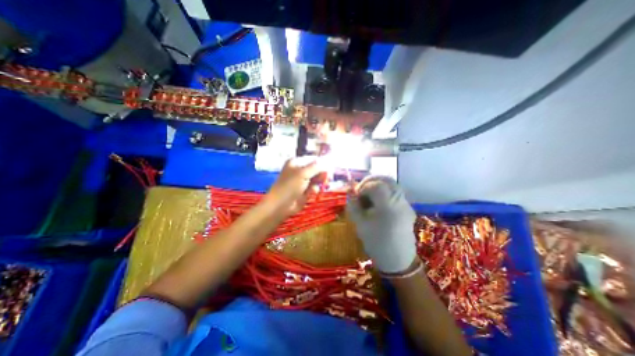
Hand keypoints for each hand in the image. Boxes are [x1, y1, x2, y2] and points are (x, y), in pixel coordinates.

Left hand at [262, 159, 323, 219]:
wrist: (281, 205)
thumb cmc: (289, 186)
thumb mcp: (302, 174)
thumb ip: (316, 167)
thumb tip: (327, 161)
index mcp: (296, 162)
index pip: (313, 159)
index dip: (322, 163)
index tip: (330, 167)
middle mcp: (300, 170)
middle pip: (316, 169)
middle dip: (322, 173)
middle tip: (329, 177)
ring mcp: (303, 181)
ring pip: (317, 179)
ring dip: (319, 182)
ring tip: (320, 184)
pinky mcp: (305, 191)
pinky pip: (314, 187)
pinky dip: (314, 189)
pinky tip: (312, 192)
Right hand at [347, 176, 417, 272]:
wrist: (398, 261)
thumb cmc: (376, 243)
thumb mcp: (360, 224)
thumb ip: (353, 204)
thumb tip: (350, 190)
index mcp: (388, 206)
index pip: (376, 185)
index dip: (363, 186)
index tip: (356, 195)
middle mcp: (400, 201)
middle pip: (387, 180)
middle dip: (371, 181)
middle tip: (361, 189)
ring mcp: (407, 204)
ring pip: (392, 185)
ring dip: (378, 185)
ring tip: (368, 196)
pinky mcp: (408, 208)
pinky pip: (395, 192)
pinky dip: (384, 191)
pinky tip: (377, 203)